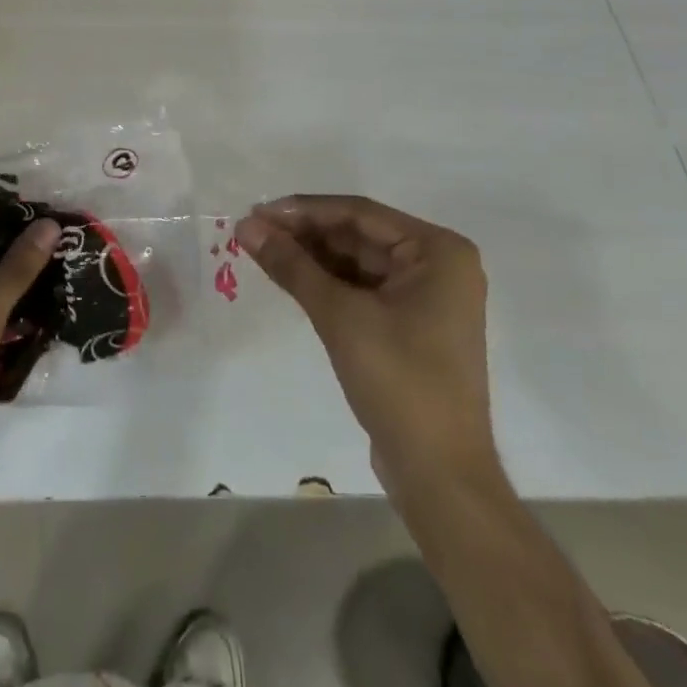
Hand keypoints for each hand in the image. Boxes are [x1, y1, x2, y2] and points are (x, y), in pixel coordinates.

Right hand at [237, 195, 493, 491]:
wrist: (440, 475)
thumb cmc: (399, 381)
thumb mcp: (340, 316)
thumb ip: (292, 265)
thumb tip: (246, 225)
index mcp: (437, 250)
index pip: (359, 213)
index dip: (304, 210)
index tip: (257, 211)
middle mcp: (438, 264)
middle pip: (358, 235)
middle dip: (305, 234)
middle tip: (253, 232)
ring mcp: (426, 296)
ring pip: (358, 262)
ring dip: (312, 257)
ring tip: (261, 250)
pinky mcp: (411, 325)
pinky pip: (363, 288)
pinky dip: (327, 283)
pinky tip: (289, 277)